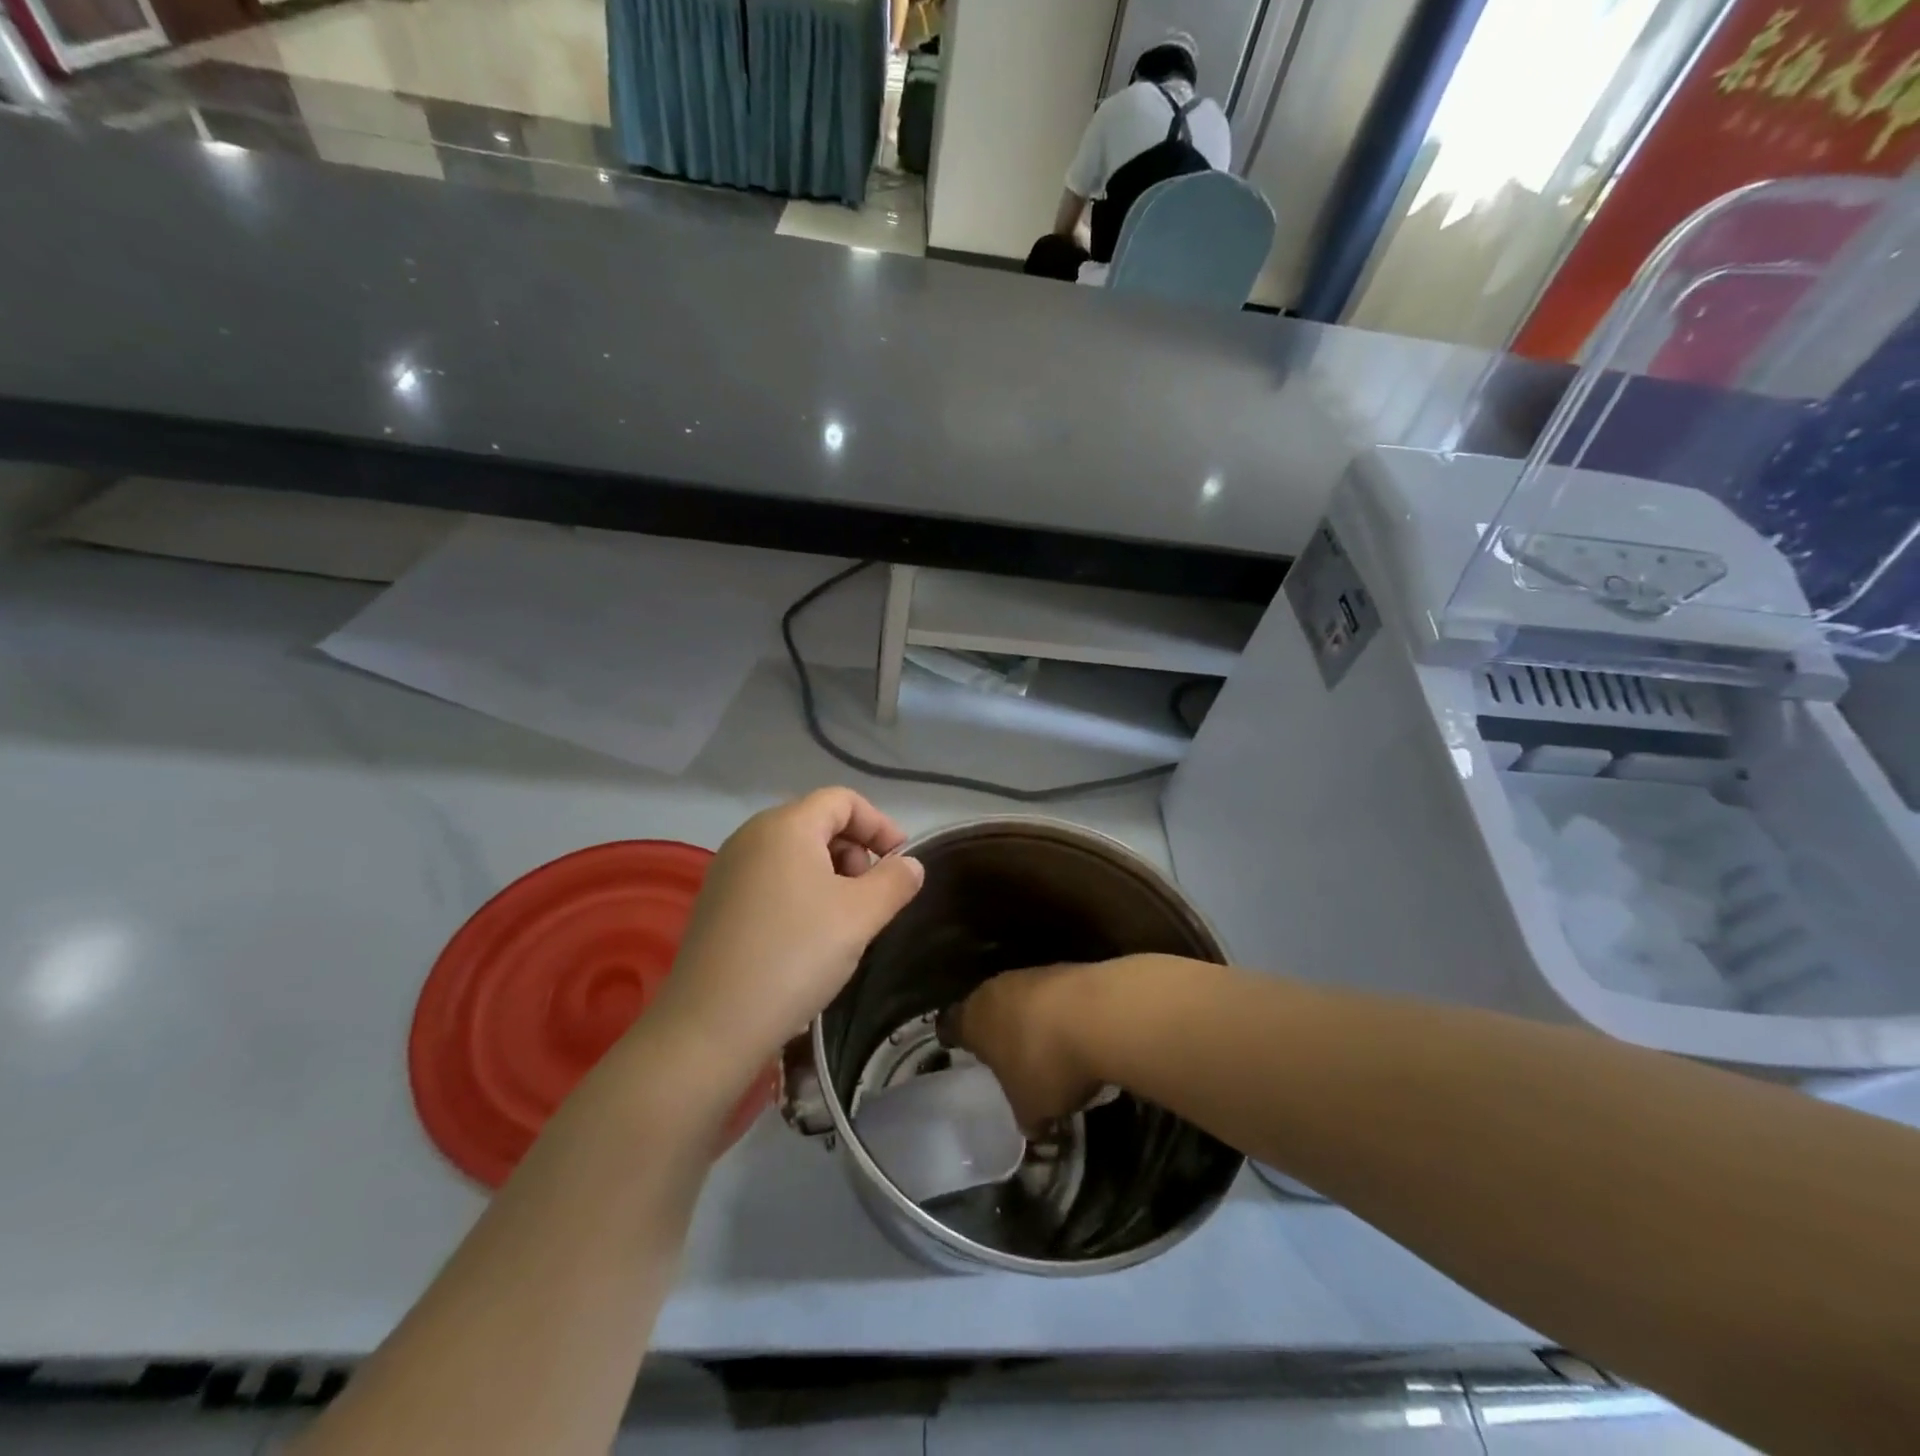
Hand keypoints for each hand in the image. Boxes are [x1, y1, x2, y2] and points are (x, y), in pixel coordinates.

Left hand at [658, 788, 923, 1071]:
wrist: (710, 1025)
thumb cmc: (795, 956)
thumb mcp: (860, 916)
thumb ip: (894, 882)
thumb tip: (910, 865)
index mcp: (785, 826)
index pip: (842, 800)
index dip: (879, 824)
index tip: (901, 862)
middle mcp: (751, 836)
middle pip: (817, 823)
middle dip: (855, 851)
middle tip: (872, 896)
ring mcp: (728, 869)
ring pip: (794, 854)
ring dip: (830, 875)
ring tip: (844, 920)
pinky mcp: (716, 902)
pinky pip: (770, 879)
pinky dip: (800, 893)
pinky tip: (808, 937)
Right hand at [946, 961, 1111, 1134]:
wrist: (1099, 1015)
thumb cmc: (1045, 1065)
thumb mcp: (1032, 1108)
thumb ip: (1025, 1116)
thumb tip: (1032, 1127)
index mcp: (973, 1020)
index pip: (950, 1026)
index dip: (953, 1037)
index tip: (955, 1046)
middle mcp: (995, 989)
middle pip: (986, 1006)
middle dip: (995, 1028)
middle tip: (1004, 1053)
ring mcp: (1031, 975)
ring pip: (1021, 997)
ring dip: (1030, 1018)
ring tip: (1044, 1046)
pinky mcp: (1065, 969)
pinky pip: (1053, 995)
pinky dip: (1059, 1012)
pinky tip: (1075, 1034)